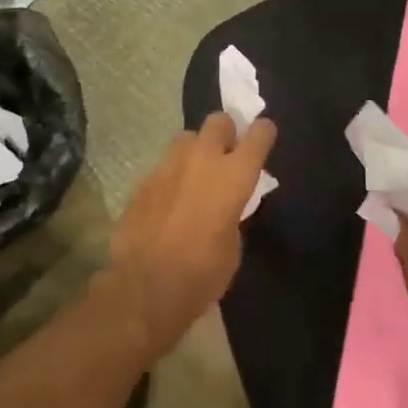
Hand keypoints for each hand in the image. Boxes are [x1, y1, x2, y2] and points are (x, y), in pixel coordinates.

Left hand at [103, 112, 277, 362]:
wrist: (145, 287)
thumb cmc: (203, 273)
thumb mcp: (233, 245)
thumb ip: (233, 212)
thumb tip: (227, 205)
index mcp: (234, 176)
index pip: (258, 135)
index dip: (263, 132)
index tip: (264, 135)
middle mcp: (202, 160)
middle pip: (218, 121)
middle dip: (225, 132)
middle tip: (226, 153)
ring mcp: (168, 166)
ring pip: (186, 138)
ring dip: (195, 150)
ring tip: (195, 175)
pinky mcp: (143, 181)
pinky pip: (164, 166)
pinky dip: (171, 177)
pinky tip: (169, 201)